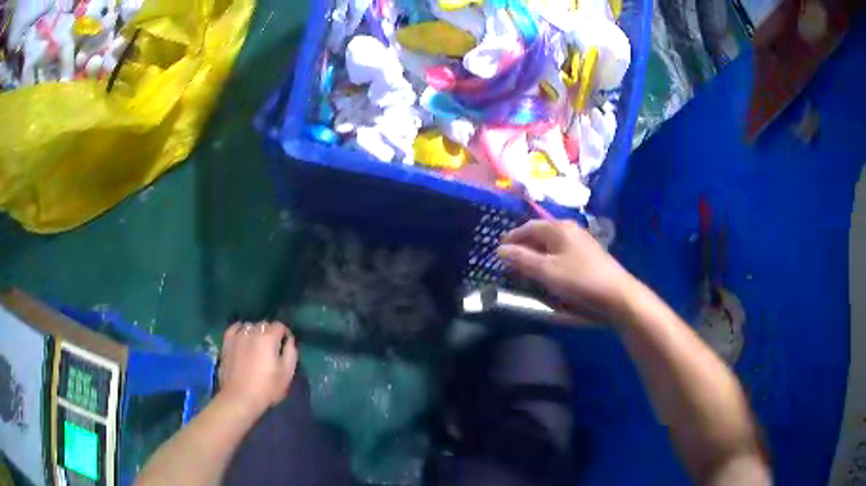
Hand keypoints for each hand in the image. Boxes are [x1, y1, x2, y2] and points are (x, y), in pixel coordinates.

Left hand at [218, 322, 297, 416]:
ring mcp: (237, 336)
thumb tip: (289, 341)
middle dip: (271, 333)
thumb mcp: (287, 374)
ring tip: (257, 344)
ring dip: (256, 332)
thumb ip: (291, 353)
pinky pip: (234, 328)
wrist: (240, 397)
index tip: (286, 345)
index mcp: (268, 339)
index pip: (280, 326)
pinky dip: (240, 329)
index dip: (285, 334)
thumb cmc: (266, 388)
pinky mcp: (227, 342)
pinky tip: (242, 336)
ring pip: (250, 326)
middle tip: (273, 348)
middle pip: (264, 325)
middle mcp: (252, 332)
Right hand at [498, 220, 636, 324]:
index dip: (512, 237)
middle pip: (541, 233)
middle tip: (510, 260)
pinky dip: (550, 259)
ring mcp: (582, 242)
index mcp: (559, 228)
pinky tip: (549, 273)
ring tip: (526, 268)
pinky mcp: (589, 256)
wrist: (617, 295)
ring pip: (552, 243)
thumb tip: (500, 249)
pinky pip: (562, 252)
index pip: (529, 227)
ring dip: (537, 253)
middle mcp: (571, 230)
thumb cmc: (579, 280)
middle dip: (524, 245)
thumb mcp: (546, 271)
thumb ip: (522, 259)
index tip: (499, 250)